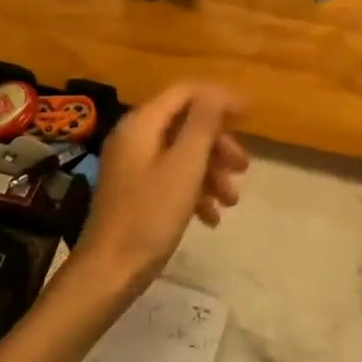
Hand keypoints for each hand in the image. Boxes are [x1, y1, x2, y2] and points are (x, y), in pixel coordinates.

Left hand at [76, 83, 247, 294]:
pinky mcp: (136, 192)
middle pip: (185, 125)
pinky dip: (194, 191)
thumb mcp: (185, 166)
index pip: (185, 93)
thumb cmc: (150, 215)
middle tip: (244, 167)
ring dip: (211, 172)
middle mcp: (134, 138)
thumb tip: (216, 91)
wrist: (110, 270)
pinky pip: (171, 179)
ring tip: (232, 201)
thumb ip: (202, 124)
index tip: (250, 117)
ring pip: (181, 155)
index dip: (219, 100)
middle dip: (218, 144)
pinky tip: (211, 218)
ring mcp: (133, 166)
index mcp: (142, 124)